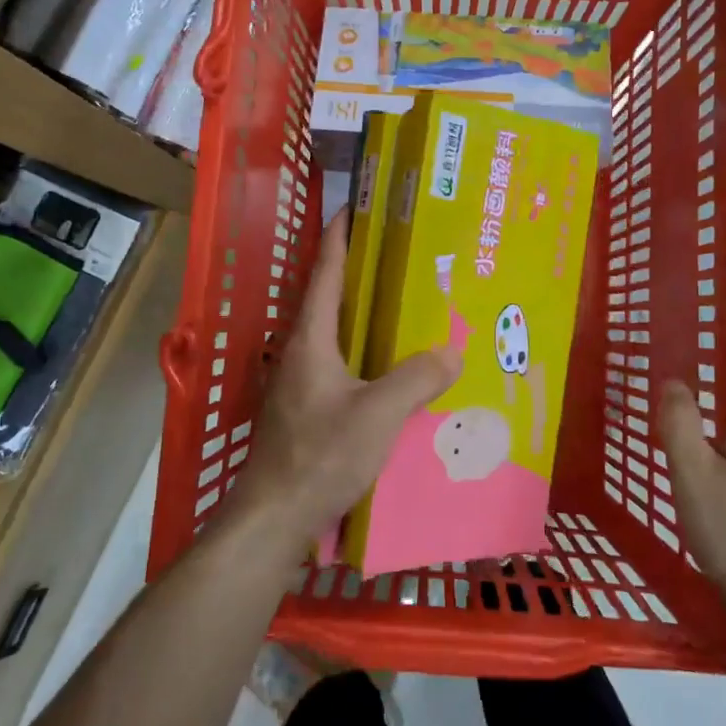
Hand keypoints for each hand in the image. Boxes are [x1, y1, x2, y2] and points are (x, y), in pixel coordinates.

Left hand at [231, 210, 463, 553]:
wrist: (273, 517)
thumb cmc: (321, 455)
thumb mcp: (378, 414)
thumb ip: (416, 379)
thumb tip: (451, 350)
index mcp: (310, 340)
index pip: (324, 274)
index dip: (338, 238)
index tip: (353, 208)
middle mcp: (299, 353)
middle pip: (328, 300)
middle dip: (357, 273)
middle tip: (396, 256)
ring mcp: (297, 384)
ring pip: (333, 336)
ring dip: (360, 316)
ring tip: (400, 308)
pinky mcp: (303, 411)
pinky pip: (338, 366)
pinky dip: (362, 353)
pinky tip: (388, 370)